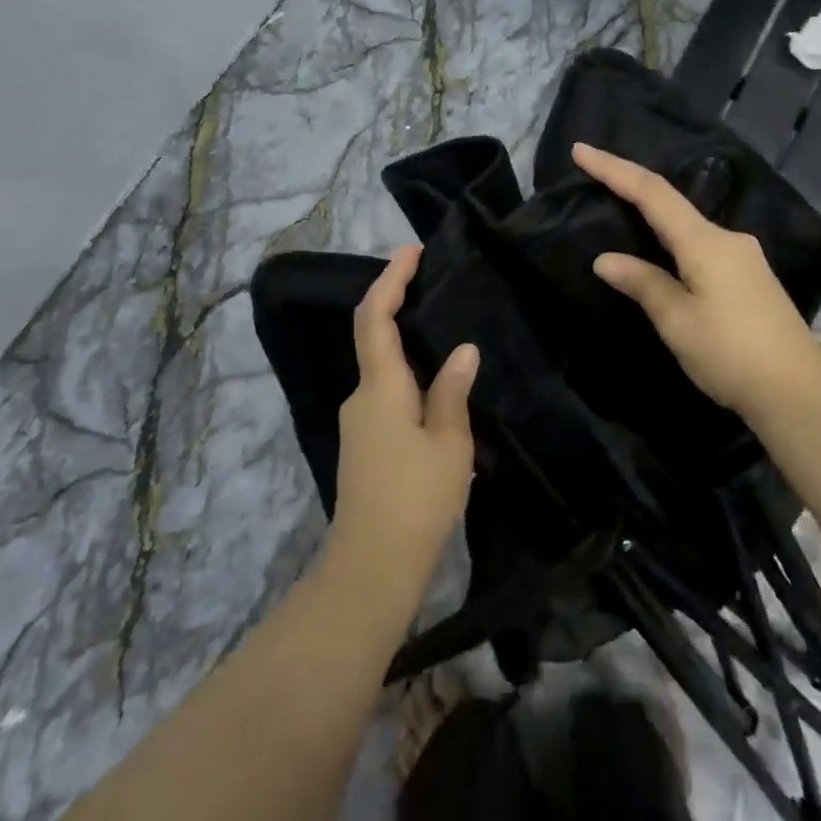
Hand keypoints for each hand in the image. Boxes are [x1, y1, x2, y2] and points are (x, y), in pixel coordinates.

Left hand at [322, 247, 477, 608]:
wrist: (371, 568)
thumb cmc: (416, 500)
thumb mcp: (449, 443)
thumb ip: (452, 392)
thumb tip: (462, 351)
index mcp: (380, 387)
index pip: (376, 318)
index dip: (390, 280)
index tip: (411, 251)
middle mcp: (361, 397)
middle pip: (375, 337)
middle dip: (399, 305)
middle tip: (436, 285)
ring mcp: (358, 423)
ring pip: (382, 369)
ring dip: (406, 343)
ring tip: (446, 333)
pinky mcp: (364, 445)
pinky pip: (386, 394)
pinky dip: (407, 375)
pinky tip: (437, 386)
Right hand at [573, 142, 820, 424]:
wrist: (799, 392)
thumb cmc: (732, 354)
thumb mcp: (677, 321)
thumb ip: (643, 283)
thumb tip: (606, 259)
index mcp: (706, 242)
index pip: (652, 193)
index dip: (614, 170)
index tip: (581, 151)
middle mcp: (728, 238)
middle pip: (671, 204)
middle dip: (631, 189)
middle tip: (593, 179)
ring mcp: (744, 257)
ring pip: (688, 227)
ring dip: (653, 218)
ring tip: (620, 218)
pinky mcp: (750, 278)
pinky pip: (701, 246)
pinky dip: (673, 242)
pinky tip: (661, 256)